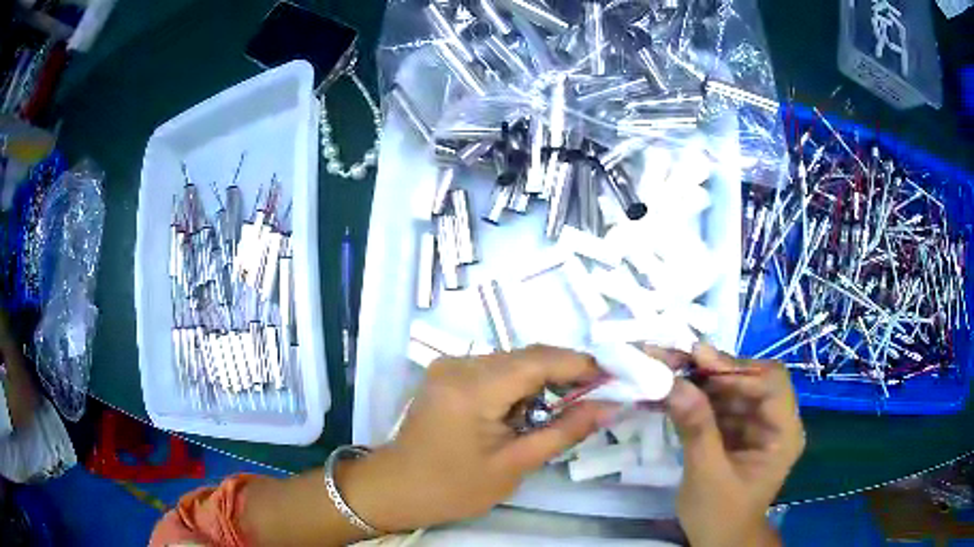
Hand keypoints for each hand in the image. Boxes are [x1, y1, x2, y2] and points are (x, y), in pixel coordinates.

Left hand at [341, 345, 617, 531]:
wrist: (396, 488)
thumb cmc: (453, 487)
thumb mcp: (514, 465)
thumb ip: (564, 431)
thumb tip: (608, 408)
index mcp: (473, 387)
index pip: (539, 360)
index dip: (580, 365)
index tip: (612, 380)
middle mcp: (460, 364)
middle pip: (527, 356)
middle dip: (565, 373)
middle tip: (594, 398)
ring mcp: (450, 365)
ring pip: (513, 361)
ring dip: (543, 379)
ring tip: (566, 408)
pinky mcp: (447, 373)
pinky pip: (495, 369)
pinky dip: (520, 384)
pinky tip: (530, 408)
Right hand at [662, 344, 804, 546]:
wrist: (718, 541)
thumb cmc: (720, 515)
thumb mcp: (707, 475)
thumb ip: (696, 429)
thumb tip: (674, 384)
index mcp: (784, 433)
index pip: (771, 383)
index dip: (737, 369)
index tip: (699, 361)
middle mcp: (776, 422)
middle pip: (751, 381)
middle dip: (714, 373)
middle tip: (676, 363)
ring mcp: (757, 426)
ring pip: (734, 390)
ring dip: (703, 383)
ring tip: (670, 375)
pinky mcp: (739, 432)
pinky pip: (722, 406)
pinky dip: (699, 400)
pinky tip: (676, 396)